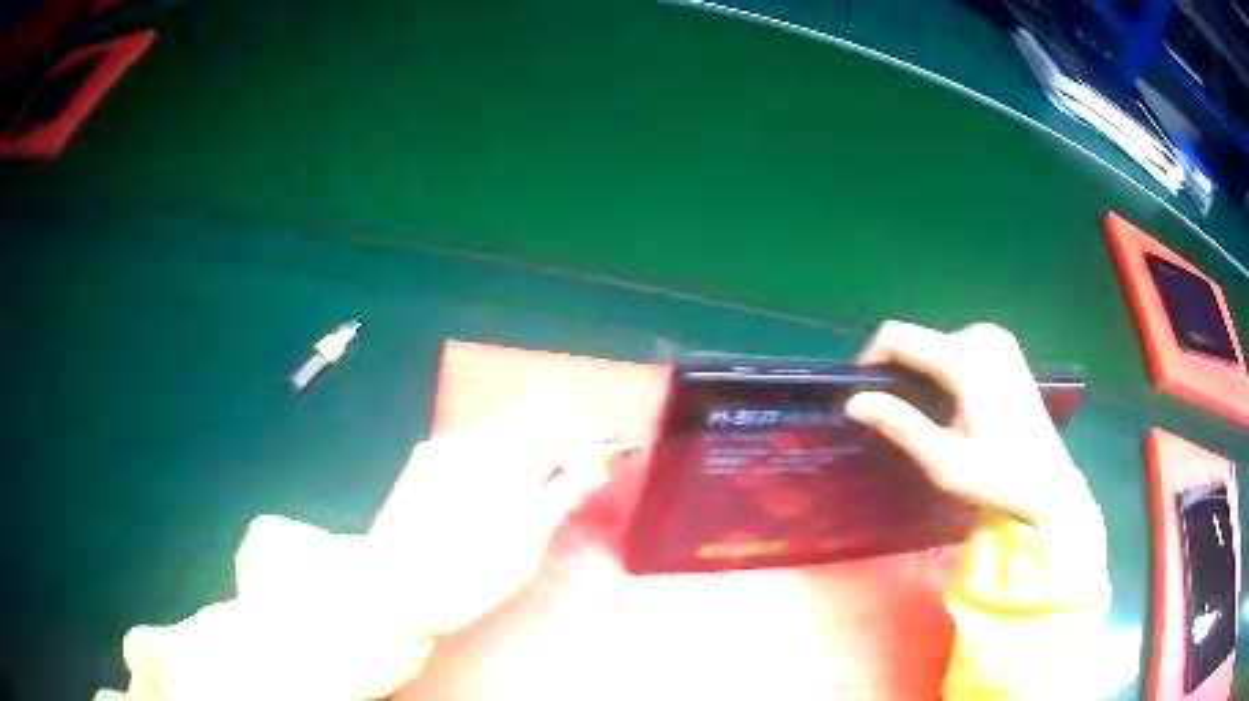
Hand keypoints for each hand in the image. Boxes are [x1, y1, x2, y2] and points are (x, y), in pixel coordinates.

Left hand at [366, 428, 616, 635]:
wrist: (395, 588)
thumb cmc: (469, 578)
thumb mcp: (528, 544)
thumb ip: (563, 495)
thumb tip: (597, 465)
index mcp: (506, 463)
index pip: (555, 426)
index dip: (580, 439)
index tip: (595, 461)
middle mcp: (474, 443)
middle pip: (526, 429)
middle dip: (551, 451)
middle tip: (565, 485)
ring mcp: (444, 447)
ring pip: (498, 442)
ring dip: (519, 461)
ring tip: (521, 503)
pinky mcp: (424, 458)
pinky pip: (470, 452)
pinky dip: (489, 468)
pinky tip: (484, 502)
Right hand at [844, 321, 1100, 533]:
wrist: (1047, 482)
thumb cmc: (997, 478)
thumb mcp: (944, 461)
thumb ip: (900, 425)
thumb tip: (853, 401)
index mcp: (967, 360)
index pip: (899, 337)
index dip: (870, 358)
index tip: (859, 392)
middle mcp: (982, 336)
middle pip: (919, 341)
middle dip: (900, 373)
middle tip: (897, 419)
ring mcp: (997, 338)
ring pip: (936, 343)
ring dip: (921, 373)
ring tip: (926, 416)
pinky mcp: (1005, 347)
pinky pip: (957, 346)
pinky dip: (943, 369)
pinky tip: (952, 403)